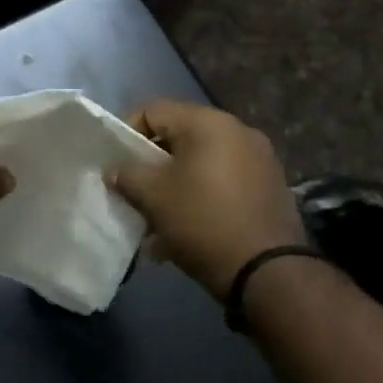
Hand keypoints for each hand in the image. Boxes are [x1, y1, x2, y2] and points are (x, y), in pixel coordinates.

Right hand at [108, 100, 305, 299]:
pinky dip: (199, 197)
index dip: (125, 133)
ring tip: (156, 219)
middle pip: (178, 136)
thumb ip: (126, 175)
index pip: (153, 110)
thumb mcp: (153, 197)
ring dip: (174, 185)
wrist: (267, 272)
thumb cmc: (202, 221)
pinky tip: (184, 230)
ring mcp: (259, 159)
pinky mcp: (269, 187)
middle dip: (150, 164)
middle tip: (133, 192)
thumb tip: (115, 170)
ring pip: (200, 163)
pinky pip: (222, 182)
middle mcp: (238, 131)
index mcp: (208, 123)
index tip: (114, 164)